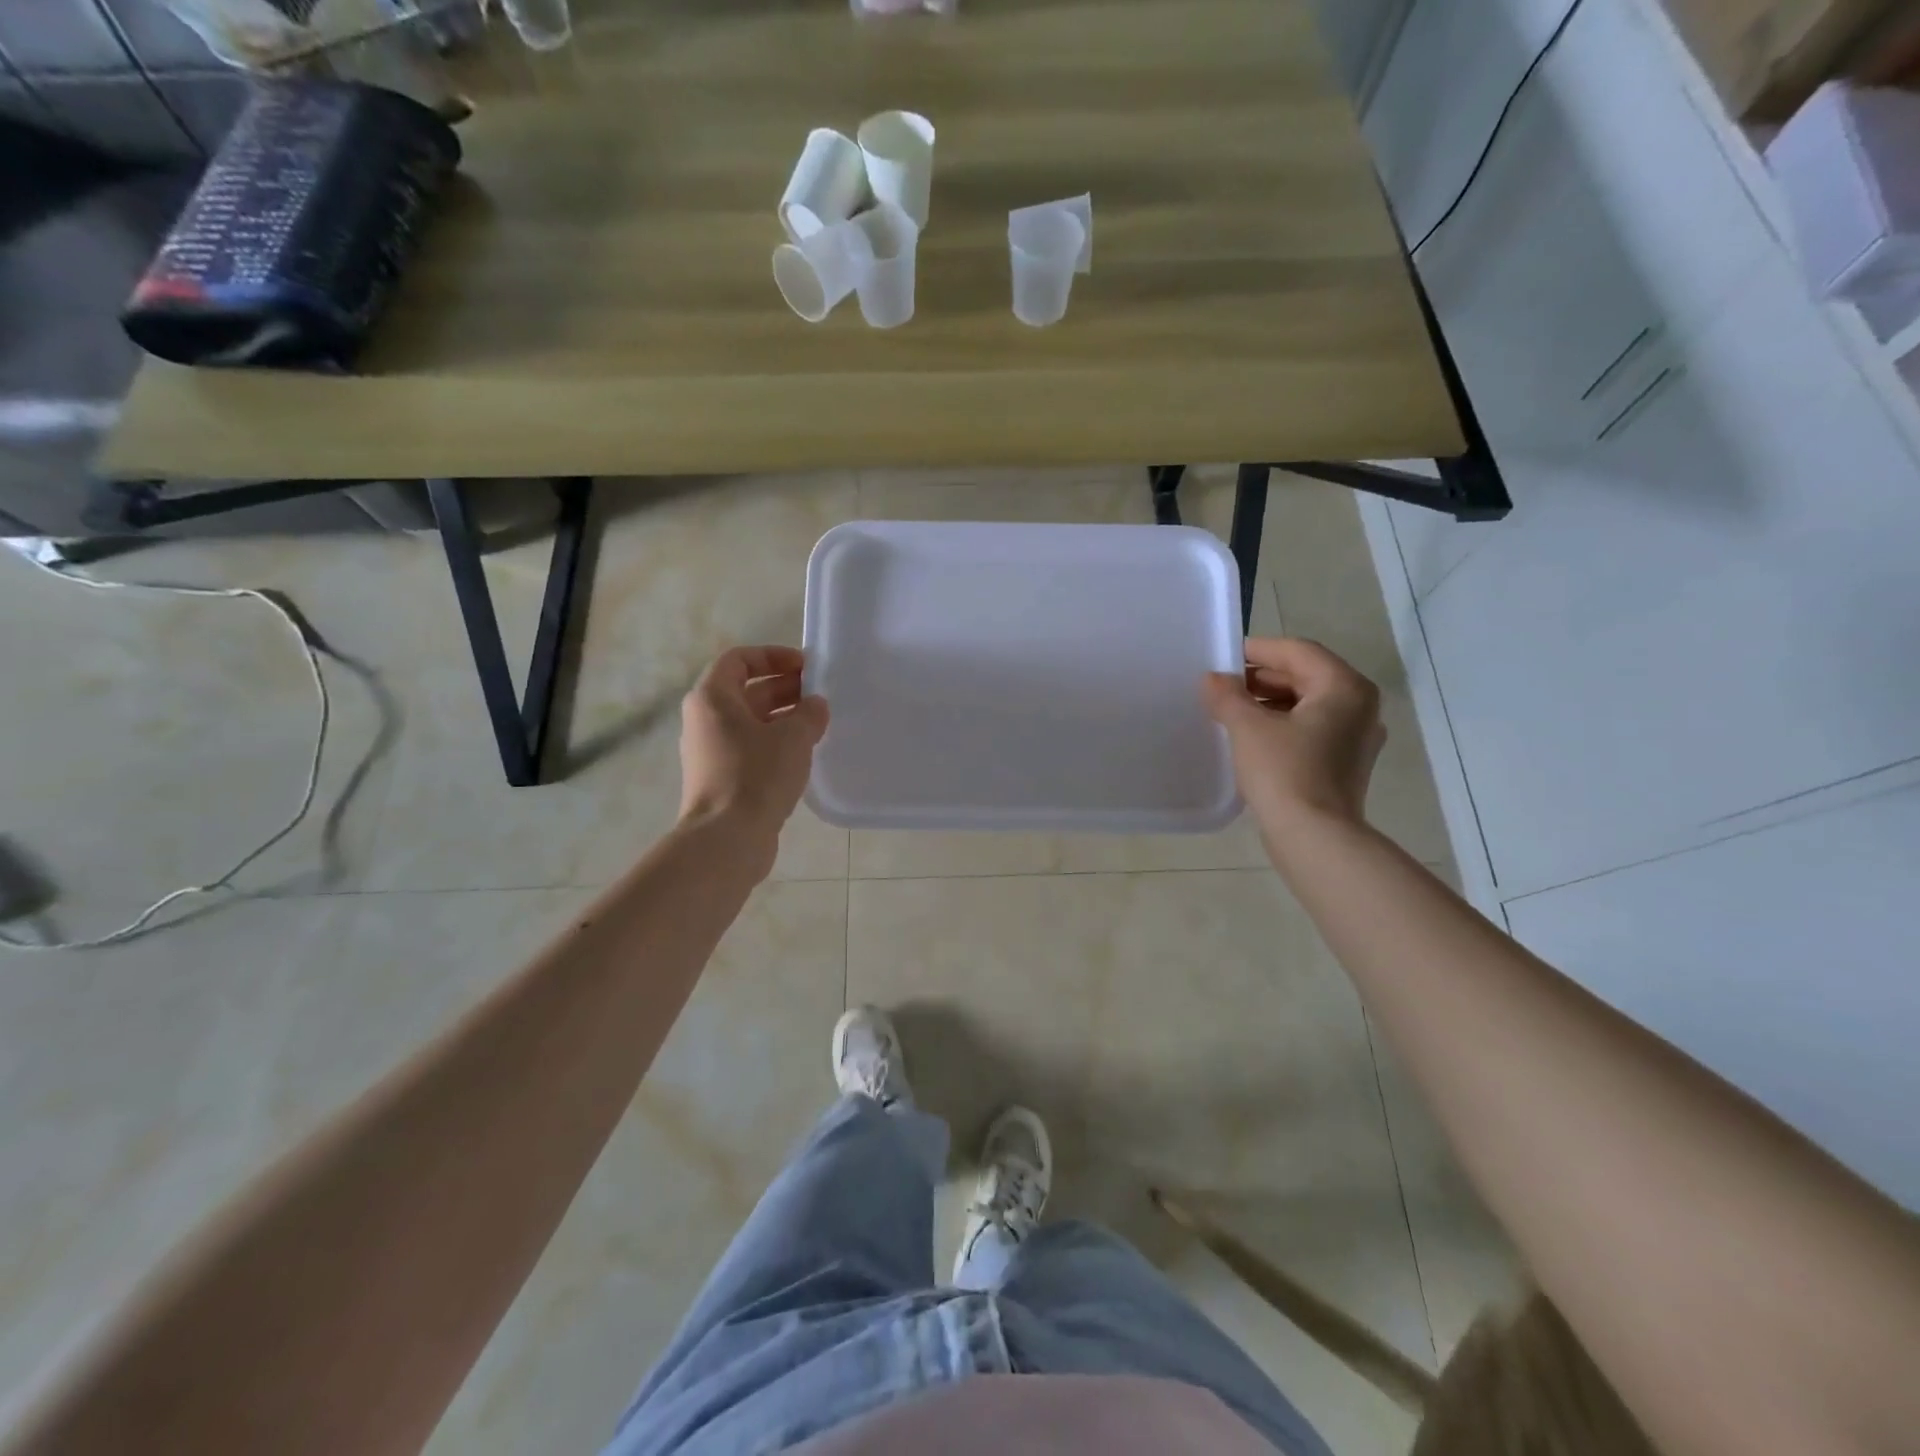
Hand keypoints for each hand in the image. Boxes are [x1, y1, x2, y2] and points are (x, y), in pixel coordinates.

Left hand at [678, 646, 829, 860]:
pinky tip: (804, 755)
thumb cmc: (756, 776)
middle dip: (784, 688)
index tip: (806, 667)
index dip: (773, 656)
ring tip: (818, 724)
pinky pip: (751, 748)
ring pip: (750, 722)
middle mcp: (705, 720)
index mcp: (712, 698)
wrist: (726, 839)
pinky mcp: (722, 779)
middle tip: (820, 695)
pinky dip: (776, 743)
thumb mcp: (793, 737)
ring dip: (783, 717)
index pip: (739, 659)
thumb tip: (815, 706)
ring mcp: (711, 752)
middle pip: (746, 691)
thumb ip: (809, 714)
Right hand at [1203, 637, 1385, 830]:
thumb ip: (1228, 696)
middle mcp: (1360, 706)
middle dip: (1262, 677)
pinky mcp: (1346, 763)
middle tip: (1223, 685)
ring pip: (1309, 703)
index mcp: (1344, 687)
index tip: (1223, 658)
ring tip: (1232, 711)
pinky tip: (1253, 737)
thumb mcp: (1248, 728)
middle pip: (1306, 675)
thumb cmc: (1284, 772)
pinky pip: (1312, 729)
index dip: (1258, 650)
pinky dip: (1283, 724)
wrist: (1314, 838)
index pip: (1297, 651)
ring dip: (1270, 701)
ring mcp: (1357, 737)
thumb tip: (1212, 679)